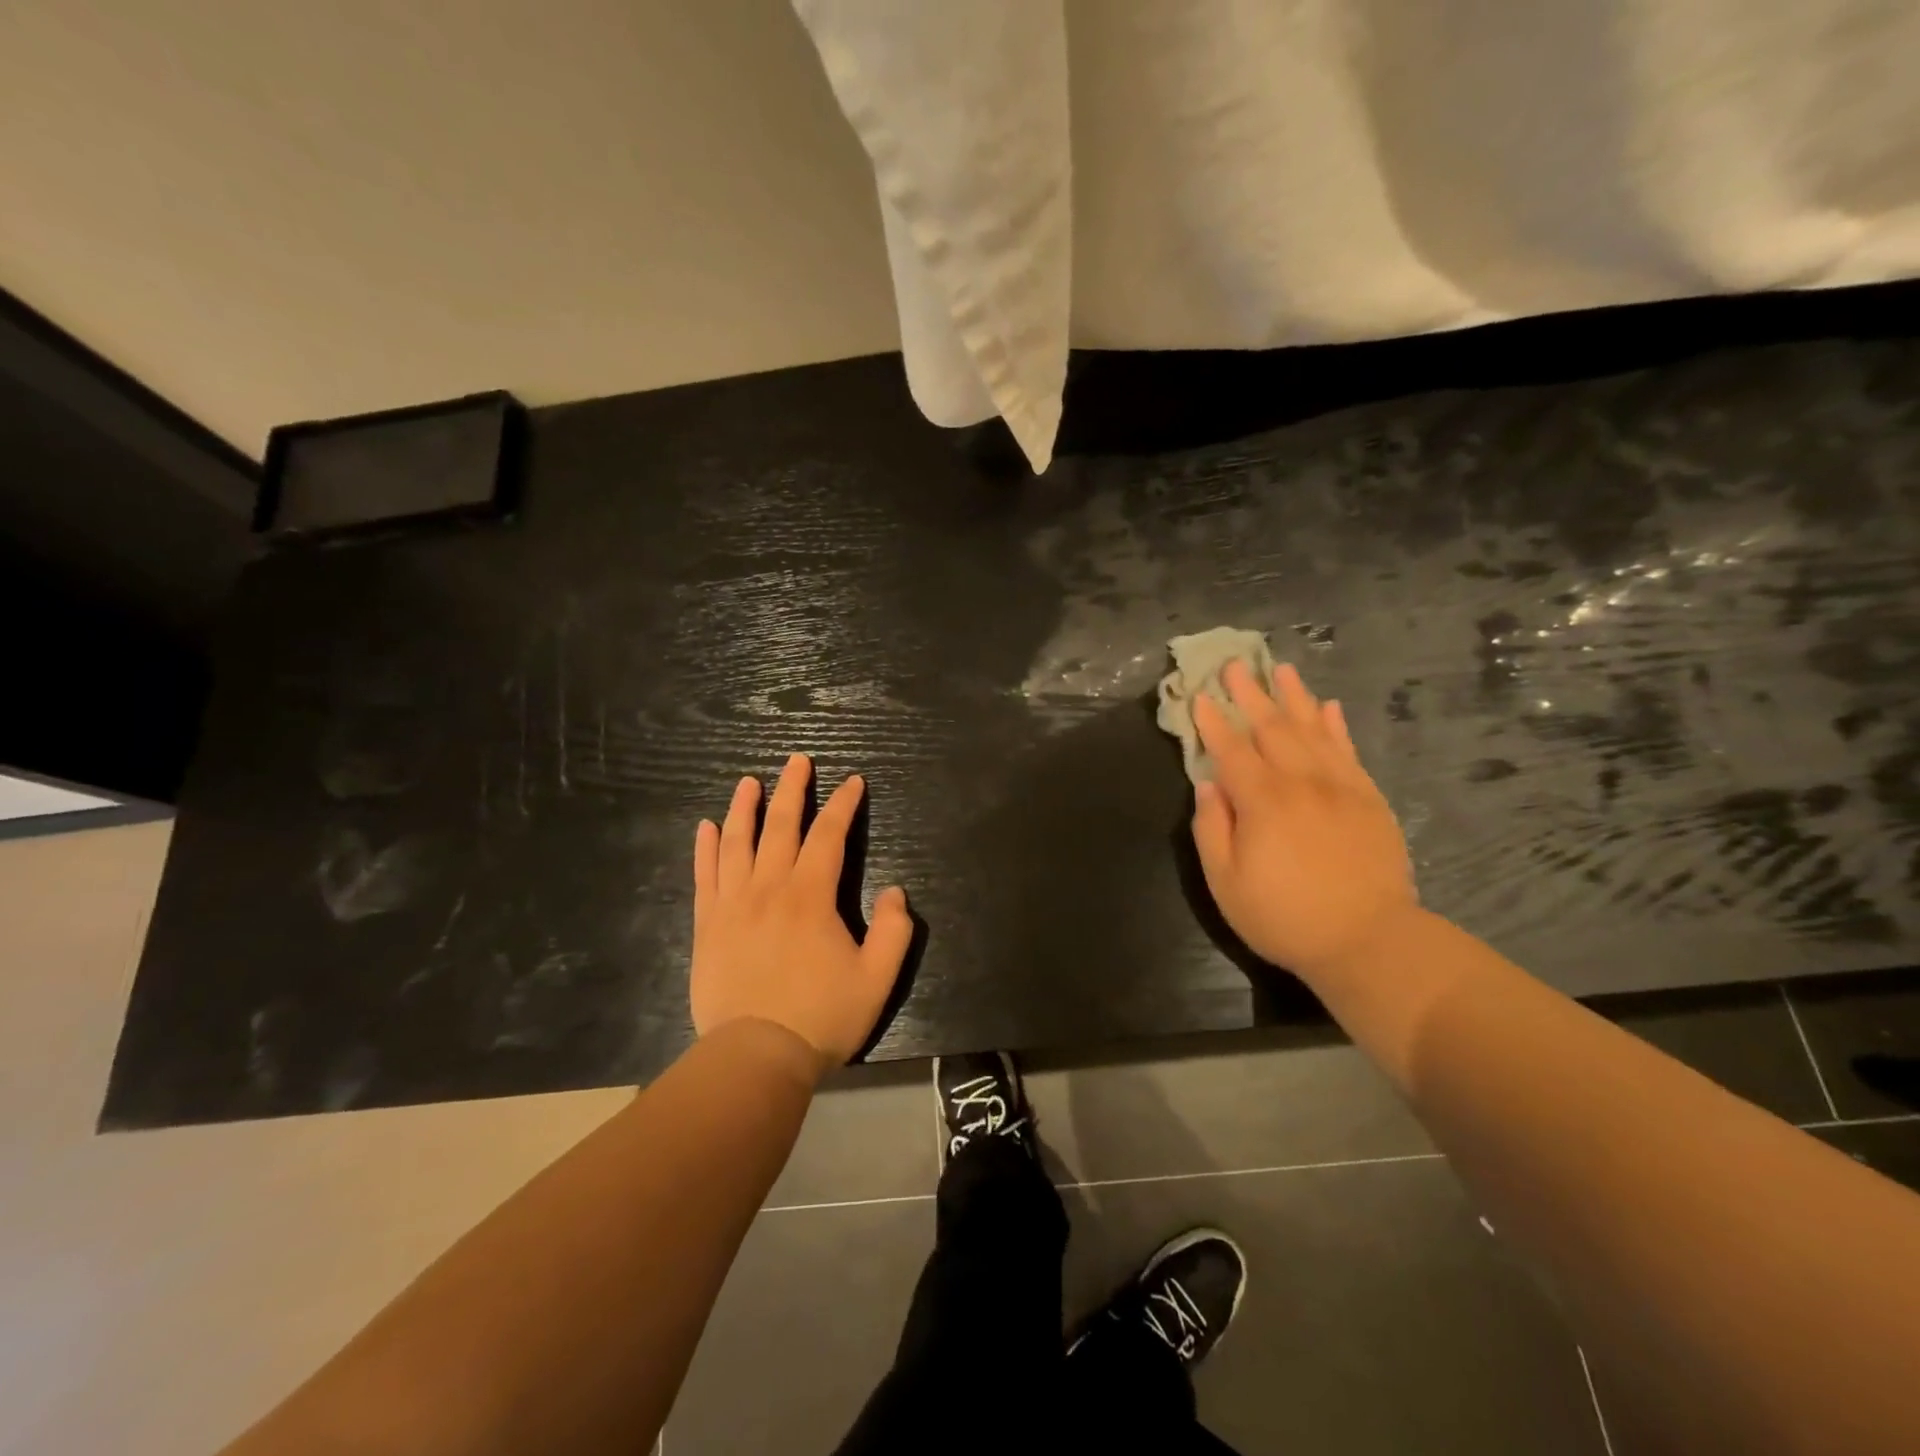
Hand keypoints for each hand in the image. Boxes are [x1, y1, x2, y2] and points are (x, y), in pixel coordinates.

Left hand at [691, 754, 913, 1068]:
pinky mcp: (708, 925)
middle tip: (798, 760)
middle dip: (792, 789)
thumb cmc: (821, 1017)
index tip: (853, 782)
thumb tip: (895, 891)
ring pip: (736, 842)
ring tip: (749, 782)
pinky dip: (705, 848)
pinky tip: (706, 827)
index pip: (829, 836)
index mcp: (810, 896)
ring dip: (744, 808)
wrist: (755, 1057)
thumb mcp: (877, 978)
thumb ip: (894, 930)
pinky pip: (704, 876)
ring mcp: (732, 904)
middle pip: (780, 825)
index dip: (843, 805)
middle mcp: (769, 887)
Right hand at [1190, 660, 1417, 980]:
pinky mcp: (1368, 798)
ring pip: (1313, 728)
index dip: (1212, 722)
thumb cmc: (1284, 916)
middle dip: (1249, 694)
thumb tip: (1208, 785)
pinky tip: (1328, 707)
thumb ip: (1212, 828)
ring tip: (1279, 669)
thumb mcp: (1226, 882)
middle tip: (1234, 665)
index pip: (1231, 750)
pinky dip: (1335, 725)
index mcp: (1262, 801)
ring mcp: (1340, 786)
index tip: (1198, 696)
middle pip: (1271, 727)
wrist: (1368, 940)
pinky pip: (1349, 750)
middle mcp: (1301, 782)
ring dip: (1293, 697)